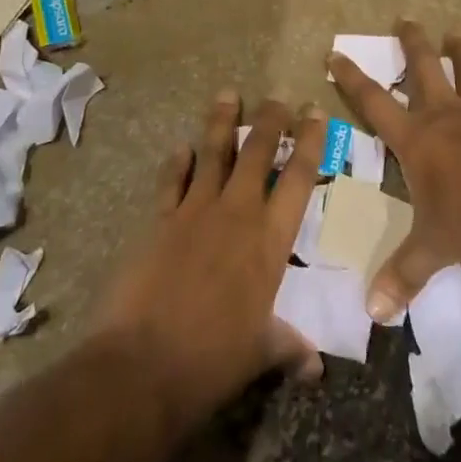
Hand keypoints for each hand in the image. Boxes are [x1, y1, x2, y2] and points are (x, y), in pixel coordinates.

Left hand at [92, 92, 327, 429]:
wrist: (143, 364)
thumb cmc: (213, 359)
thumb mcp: (260, 353)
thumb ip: (289, 348)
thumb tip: (317, 367)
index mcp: (269, 240)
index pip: (297, 179)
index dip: (309, 142)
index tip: (315, 113)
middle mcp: (236, 214)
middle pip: (257, 153)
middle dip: (271, 121)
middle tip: (279, 97)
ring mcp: (195, 212)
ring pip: (213, 154)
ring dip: (222, 123)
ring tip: (228, 94)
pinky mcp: (160, 220)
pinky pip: (172, 181)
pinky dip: (177, 162)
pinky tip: (181, 147)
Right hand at [328, 20, 460, 320]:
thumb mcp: (435, 247)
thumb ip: (404, 275)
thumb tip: (372, 312)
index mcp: (417, 139)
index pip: (374, 102)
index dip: (352, 79)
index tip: (336, 53)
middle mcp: (446, 115)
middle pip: (423, 68)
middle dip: (411, 43)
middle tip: (405, 19)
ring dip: (459, 52)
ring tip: (456, 34)